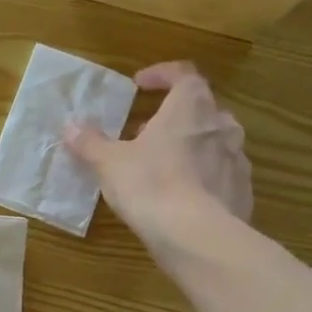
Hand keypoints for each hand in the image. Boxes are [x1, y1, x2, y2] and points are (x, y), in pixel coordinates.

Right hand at [64, 61, 252, 244]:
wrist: (196, 236)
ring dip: (190, 145)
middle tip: (145, 130)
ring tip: (163, 164)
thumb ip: (90, 143)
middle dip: (173, 115)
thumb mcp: (109, 163)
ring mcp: (237, 158)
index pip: (183, 74)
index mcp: (190, 107)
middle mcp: (221, 125)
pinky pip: (221, 173)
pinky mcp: (242, 190)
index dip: (161, 74)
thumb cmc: (150, 186)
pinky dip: (202, 176)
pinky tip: (182, 196)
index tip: (140, 84)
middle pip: (201, 108)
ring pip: (213, 141)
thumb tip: (70, 127)